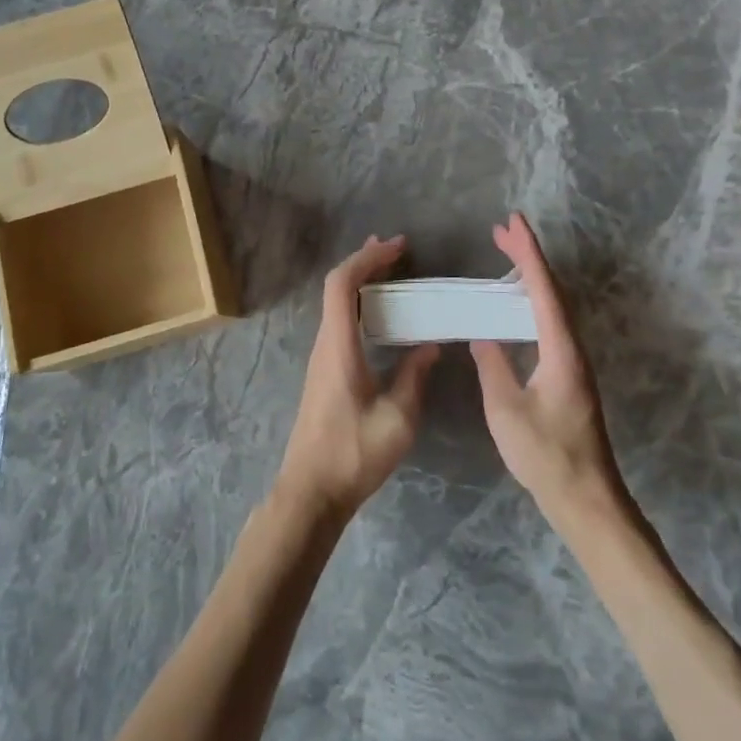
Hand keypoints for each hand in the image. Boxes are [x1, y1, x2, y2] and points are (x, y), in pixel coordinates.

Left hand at [277, 236, 441, 523]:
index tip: (397, 248)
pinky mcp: (324, 372)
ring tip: (391, 273)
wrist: (311, 492)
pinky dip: (359, 306)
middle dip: (366, 263)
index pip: (343, 285)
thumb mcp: (398, 419)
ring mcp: (321, 358)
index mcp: (338, 347)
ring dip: (361, 283)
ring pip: (337, 305)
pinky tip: (380, 317)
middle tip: (397, 251)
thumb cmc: (353, 454)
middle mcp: (325, 344)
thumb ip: (414, 377)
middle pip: (337, 288)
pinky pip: (340, 322)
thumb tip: (429, 346)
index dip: (367, 259)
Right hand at [471, 215, 630, 531]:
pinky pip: (551, 323)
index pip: (543, 290)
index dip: (528, 253)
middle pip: (552, 290)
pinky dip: (533, 300)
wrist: (586, 499)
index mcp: (560, 350)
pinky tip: (517, 305)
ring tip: (507, 254)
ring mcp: (574, 362)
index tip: (512, 223)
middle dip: (529, 256)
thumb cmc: (546, 455)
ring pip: (554, 305)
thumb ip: (493, 367)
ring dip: (531, 277)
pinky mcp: (569, 375)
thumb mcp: (506, 410)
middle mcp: (572, 348)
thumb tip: (483, 336)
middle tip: (503, 229)